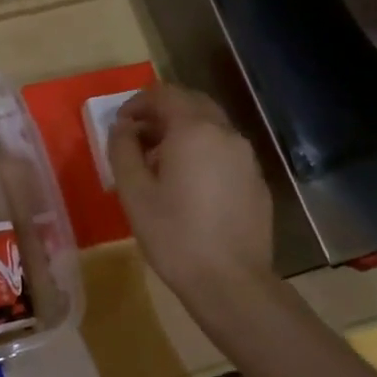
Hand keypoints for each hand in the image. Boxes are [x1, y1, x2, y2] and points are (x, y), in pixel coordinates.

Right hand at [108, 84, 272, 298]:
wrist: (230, 281)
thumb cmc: (174, 235)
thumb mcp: (134, 193)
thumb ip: (123, 150)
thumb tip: (122, 128)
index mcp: (194, 130)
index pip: (164, 94)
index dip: (137, 103)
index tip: (120, 125)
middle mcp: (225, 134)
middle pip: (192, 103)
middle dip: (162, 113)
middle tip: (138, 138)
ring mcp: (246, 157)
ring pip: (211, 127)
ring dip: (183, 132)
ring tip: (159, 164)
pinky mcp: (256, 181)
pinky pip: (224, 151)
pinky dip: (202, 152)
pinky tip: (188, 186)